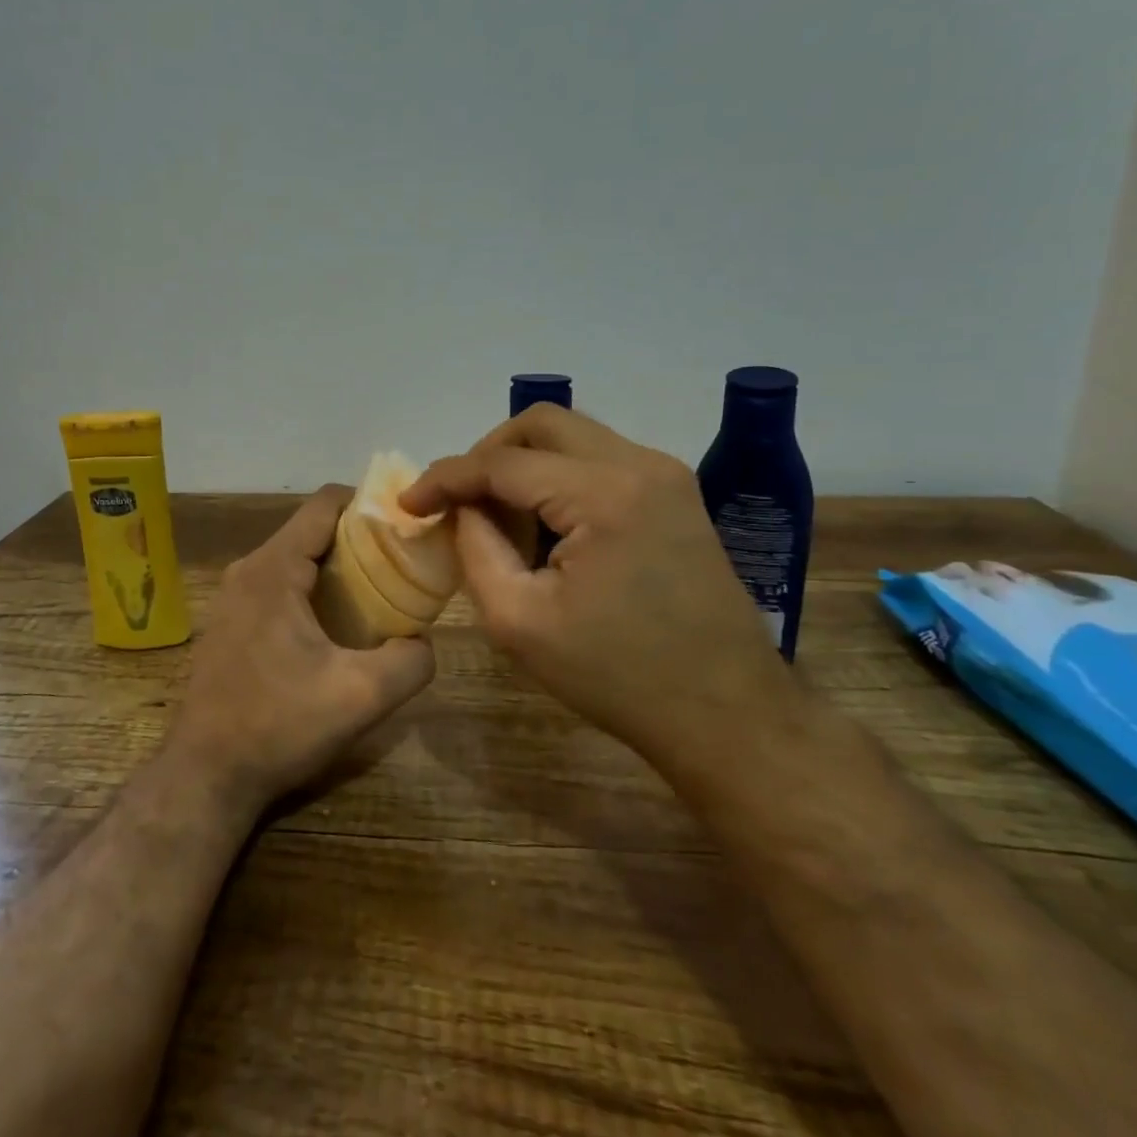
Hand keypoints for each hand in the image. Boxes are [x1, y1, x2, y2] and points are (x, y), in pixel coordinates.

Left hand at [166, 485, 435, 814]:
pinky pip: (281, 583)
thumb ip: (410, 661)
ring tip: (379, 595)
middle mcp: (249, 569)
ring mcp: (234, 595)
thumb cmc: (278, 727)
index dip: (371, 503)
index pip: (326, 502)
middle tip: (403, 565)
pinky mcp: (231, 620)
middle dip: (361, 539)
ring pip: (297, 557)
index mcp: (273, 568)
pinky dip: (314, 589)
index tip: (406, 526)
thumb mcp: (361, 698)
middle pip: (314, 529)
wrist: (207, 775)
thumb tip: (423, 640)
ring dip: (338, 568)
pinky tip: (338, 626)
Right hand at [401, 405, 795, 783]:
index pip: (503, 463)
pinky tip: (544, 523)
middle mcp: (639, 464)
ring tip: (497, 515)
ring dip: (523, 463)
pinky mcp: (675, 494)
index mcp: (603, 494)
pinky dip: (557, 476)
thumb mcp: (519, 621)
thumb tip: (461, 508)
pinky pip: (599, 459)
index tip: (410, 503)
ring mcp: (665, 475)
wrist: (726, 713)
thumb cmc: (617, 676)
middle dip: (486, 454)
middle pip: (541, 423)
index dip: (446, 477)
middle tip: (458, 499)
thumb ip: (476, 549)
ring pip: (572, 436)